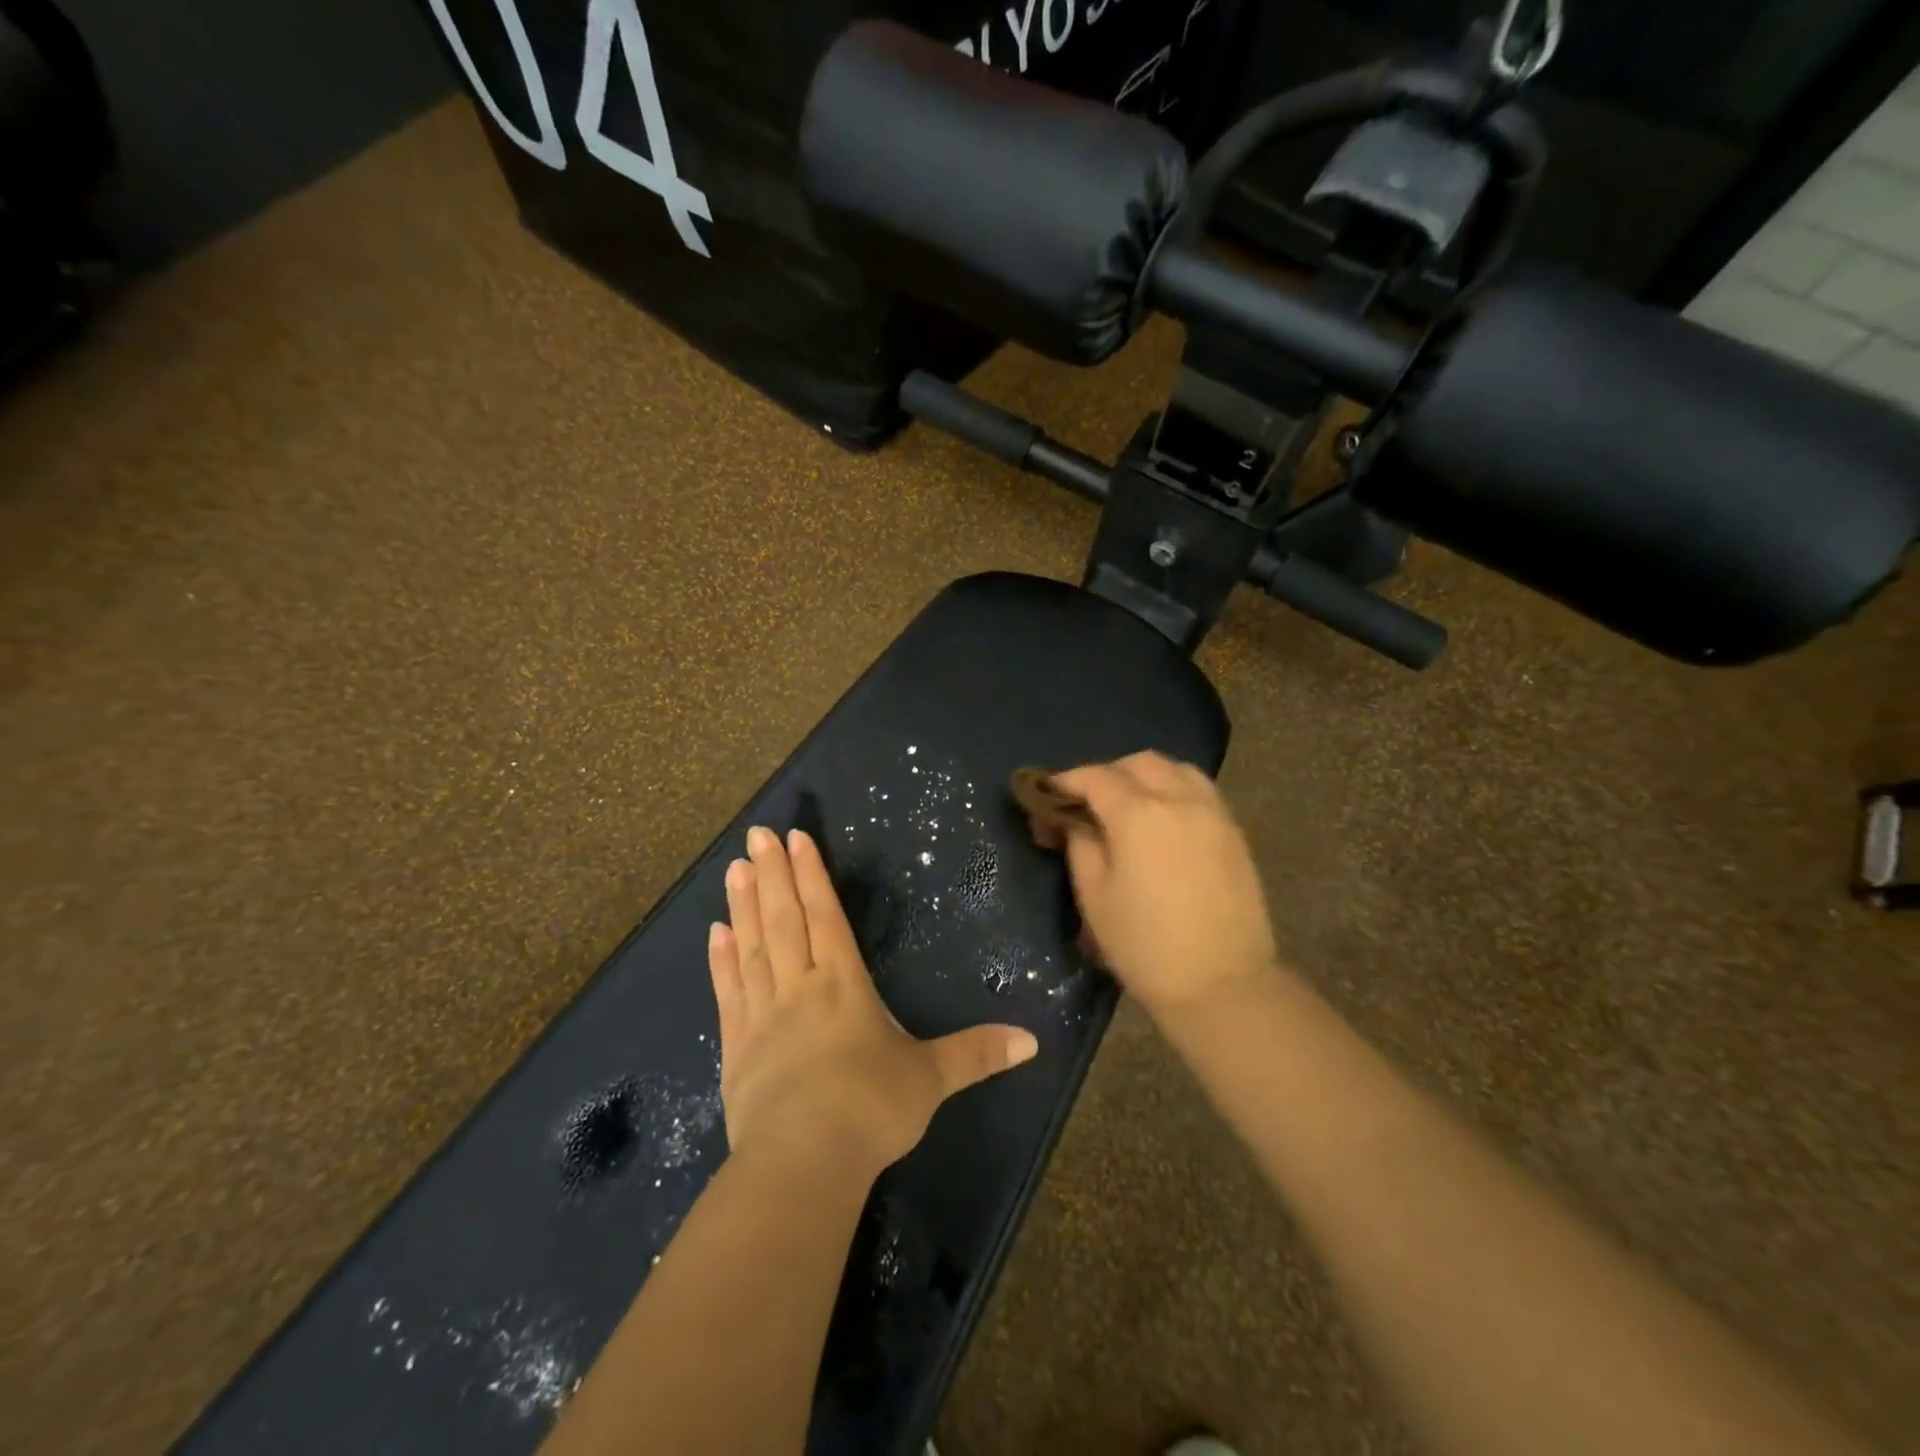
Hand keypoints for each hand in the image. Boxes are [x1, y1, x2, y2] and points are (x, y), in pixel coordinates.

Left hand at [709, 826, 1038, 1176]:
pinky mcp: (736, 1048)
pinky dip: (721, 959)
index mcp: (844, 984)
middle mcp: (801, 987)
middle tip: (757, 834)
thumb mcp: (931, 1079)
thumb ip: (977, 1053)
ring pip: (752, 946)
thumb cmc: (872, 1109)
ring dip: (743, 904)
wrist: (804, 1161)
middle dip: (772, 874)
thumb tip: (1034, 1042)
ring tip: (733, 867)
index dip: (812, 875)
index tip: (794, 839)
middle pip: (784, 919)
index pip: (826, 916)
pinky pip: (728, 991)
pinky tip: (714, 933)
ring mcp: (763, 1016)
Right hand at [1052, 752, 1280, 1018]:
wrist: (1222, 985)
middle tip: (1086, 804)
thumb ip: (1080, 845)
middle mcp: (1180, 800)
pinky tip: (1163, 821)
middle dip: (1107, 774)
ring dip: (1145, 776)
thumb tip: (1073, 820)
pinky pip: (1200, 791)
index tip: (1046, 797)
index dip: (1066, 782)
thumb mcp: (1095, 896)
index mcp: (1139, 814)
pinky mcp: (1234, 833)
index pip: (1095, 777)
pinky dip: (1174, 790)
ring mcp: (1214, 813)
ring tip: (1127, 806)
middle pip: (1139, 763)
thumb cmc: (1145, 946)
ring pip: (1176, 769)